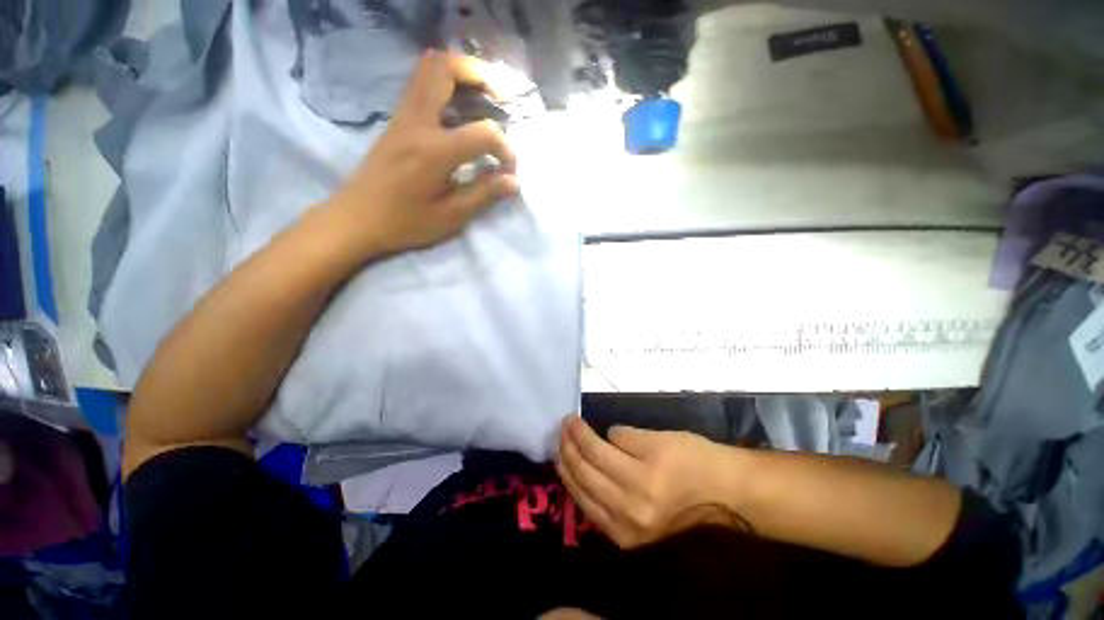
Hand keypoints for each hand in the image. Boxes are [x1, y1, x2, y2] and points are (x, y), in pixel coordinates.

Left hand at [327, 50, 519, 257]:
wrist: (355, 219)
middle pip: (446, 69)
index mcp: (434, 151)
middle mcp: (417, 123)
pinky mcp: (396, 121)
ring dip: (461, 73)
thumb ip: (483, 194)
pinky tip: (460, 109)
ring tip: (484, 97)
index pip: (483, 133)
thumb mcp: (450, 217)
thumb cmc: (404, 223)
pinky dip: (445, 84)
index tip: (509, 170)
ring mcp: (403, 117)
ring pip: (429, 69)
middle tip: (502, 98)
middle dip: (481, 75)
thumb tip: (513, 181)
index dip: (505, 148)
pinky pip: (421, 84)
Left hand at [556, 415, 743, 548]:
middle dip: (567, 447)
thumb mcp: (659, 437)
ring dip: (566, 469)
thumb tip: (601, 436)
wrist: (723, 494)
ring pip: (583, 495)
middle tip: (561, 429)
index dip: (578, 432)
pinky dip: (578, 492)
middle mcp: (631, 509)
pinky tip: (571, 476)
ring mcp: (628, 529)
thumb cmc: (693, 457)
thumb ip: (625, 436)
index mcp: (642, 479)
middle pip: (585, 473)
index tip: (570, 418)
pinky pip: (593, 514)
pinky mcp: (628, 540)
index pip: (596, 451)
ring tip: (560, 448)